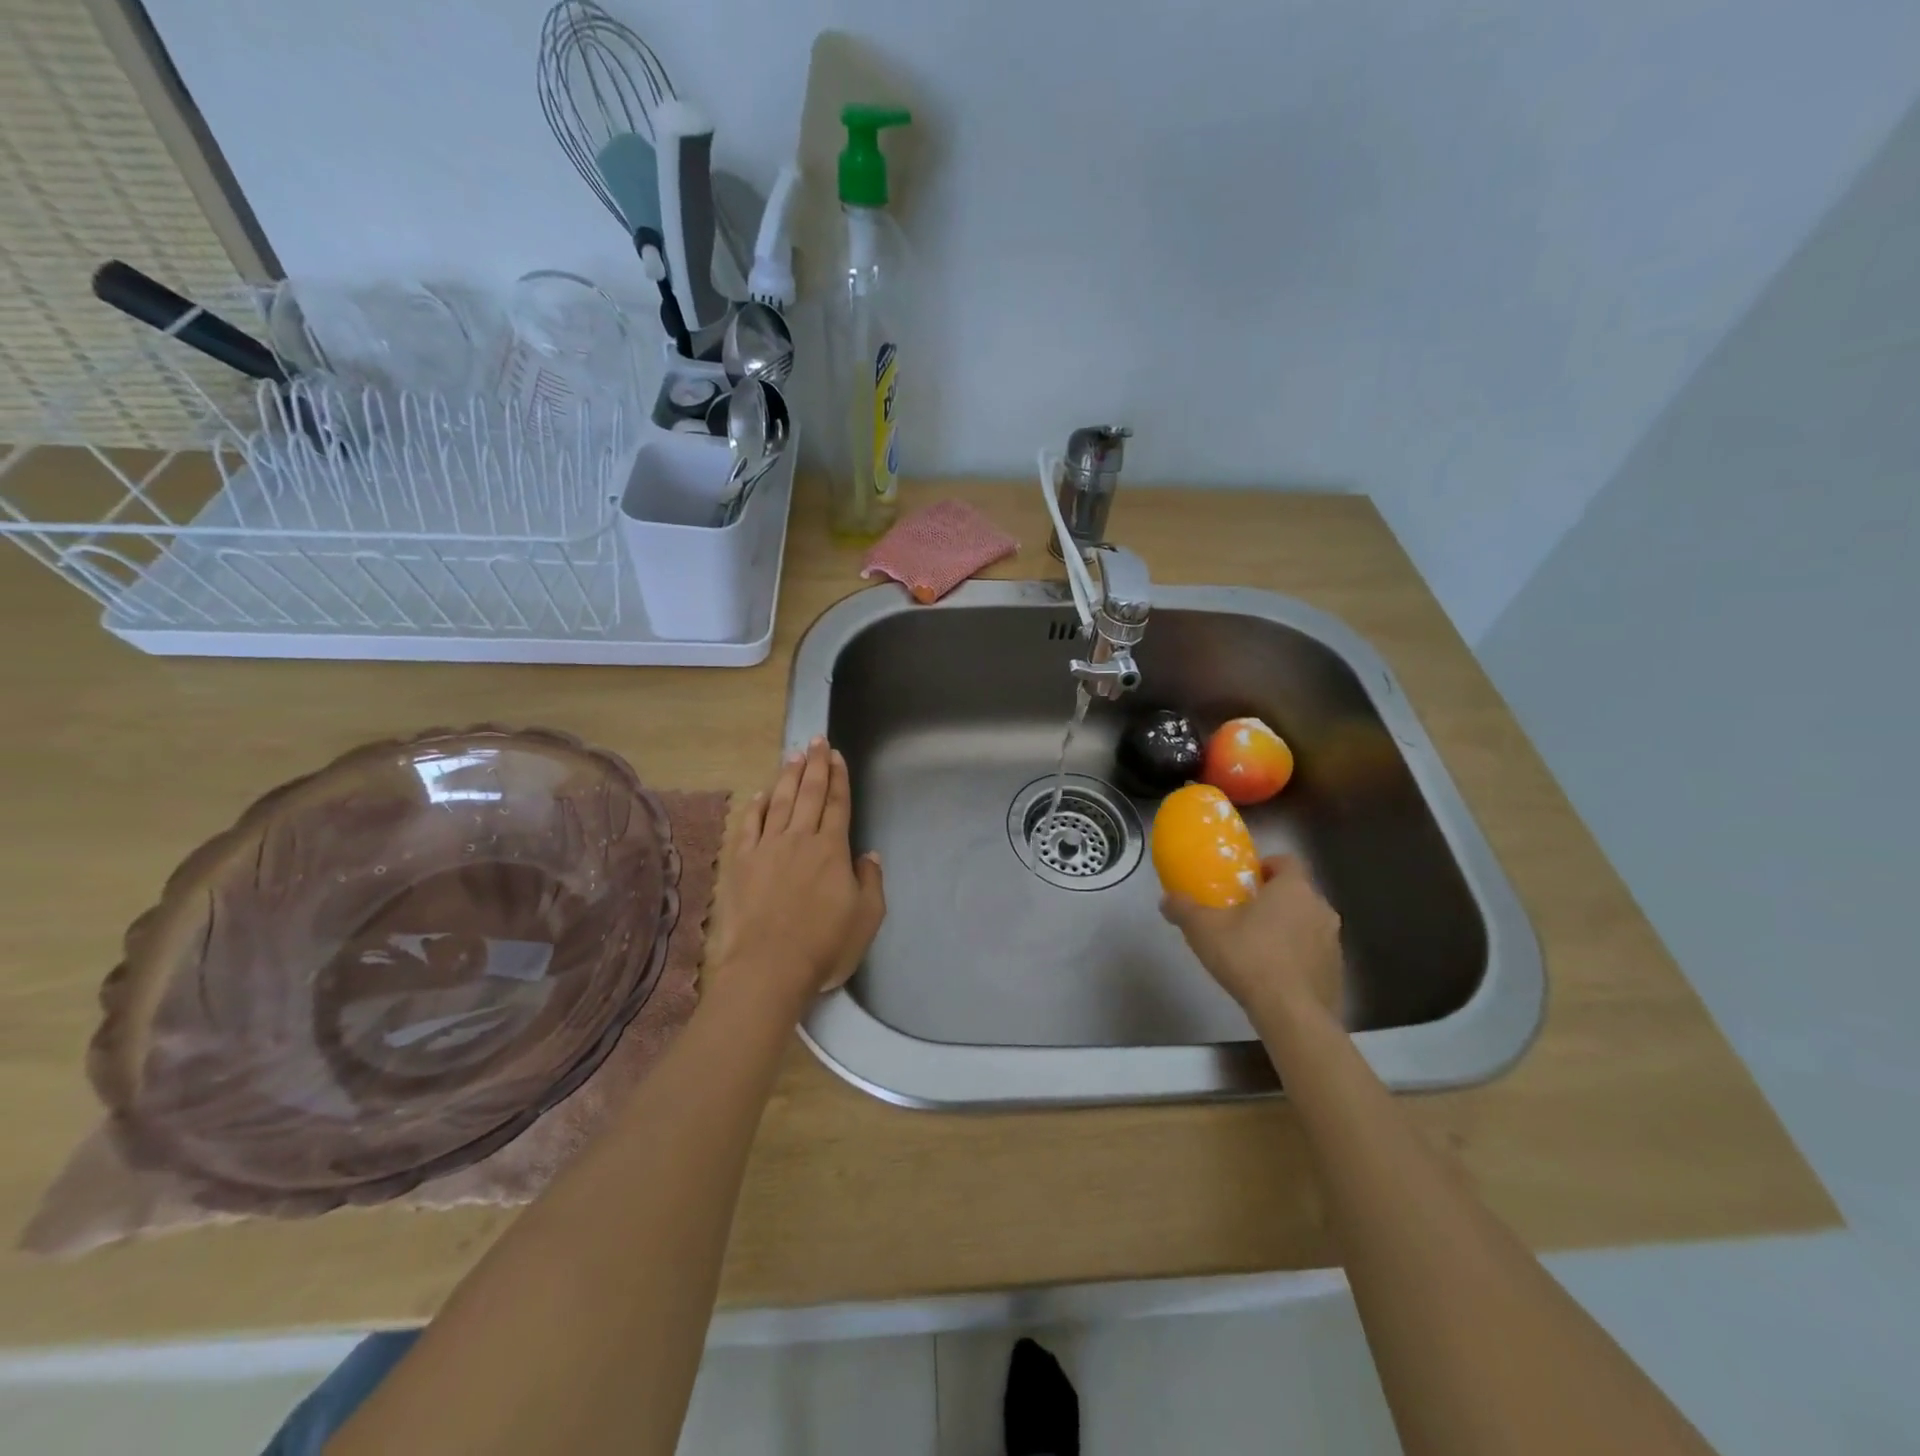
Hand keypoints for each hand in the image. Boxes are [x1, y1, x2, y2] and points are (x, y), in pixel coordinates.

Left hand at [707, 738, 885, 1007]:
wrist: (769, 967)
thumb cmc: (825, 946)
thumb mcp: (867, 918)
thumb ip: (870, 881)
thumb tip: (869, 854)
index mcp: (832, 849)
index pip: (837, 804)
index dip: (838, 778)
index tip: (836, 755)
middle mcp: (800, 839)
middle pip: (808, 793)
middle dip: (814, 765)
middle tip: (815, 740)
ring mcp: (767, 848)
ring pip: (779, 802)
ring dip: (787, 776)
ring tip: (792, 755)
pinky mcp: (741, 863)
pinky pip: (749, 825)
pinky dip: (755, 806)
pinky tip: (760, 794)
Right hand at [1160, 855, 1342, 1022]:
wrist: (1292, 1015)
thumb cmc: (1248, 957)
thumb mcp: (1203, 929)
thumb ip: (1183, 909)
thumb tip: (1166, 899)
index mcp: (1293, 888)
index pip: (1286, 861)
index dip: (1266, 866)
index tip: (1245, 882)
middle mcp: (1320, 908)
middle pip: (1296, 893)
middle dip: (1273, 900)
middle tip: (1243, 914)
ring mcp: (1333, 942)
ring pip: (1306, 924)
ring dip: (1286, 929)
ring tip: (1256, 948)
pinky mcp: (1336, 972)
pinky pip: (1313, 954)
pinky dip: (1296, 958)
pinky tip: (1273, 977)